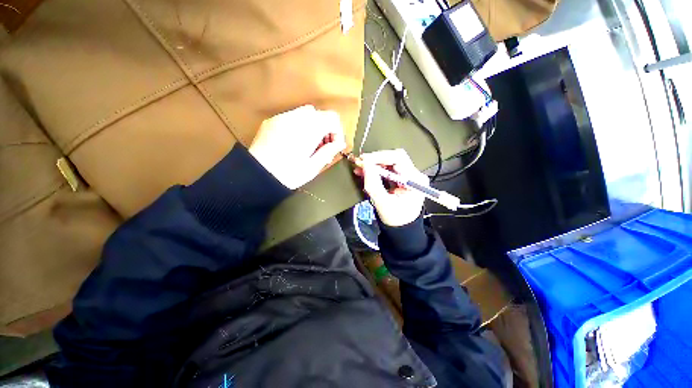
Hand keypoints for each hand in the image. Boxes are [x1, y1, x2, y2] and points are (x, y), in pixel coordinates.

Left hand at [249, 105, 346, 188]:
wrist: (256, 176)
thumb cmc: (288, 174)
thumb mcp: (312, 167)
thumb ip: (328, 152)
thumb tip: (340, 143)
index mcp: (309, 129)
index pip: (332, 118)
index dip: (337, 131)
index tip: (333, 146)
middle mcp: (296, 117)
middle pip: (318, 114)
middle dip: (324, 129)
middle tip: (321, 147)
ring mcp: (281, 117)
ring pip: (305, 114)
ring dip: (312, 126)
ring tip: (308, 145)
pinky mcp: (271, 121)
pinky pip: (291, 117)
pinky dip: (299, 126)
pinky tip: (293, 142)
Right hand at [355, 149, 427, 226]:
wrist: (402, 229)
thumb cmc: (395, 219)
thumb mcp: (383, 204)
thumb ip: (374, 185)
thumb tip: (365, 165)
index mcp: (415, 180)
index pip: (399, 158)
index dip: (380, 157)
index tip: (364, 160)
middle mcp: (415, 174)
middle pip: (395, 158)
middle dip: (376, 160)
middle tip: (360, 163)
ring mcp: (409, 176)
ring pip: (390, 162)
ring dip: (375, 164)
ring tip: (360, 168)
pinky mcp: (402, 178)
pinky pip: (388, 169)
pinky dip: (376, 170)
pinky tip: (365, 172)